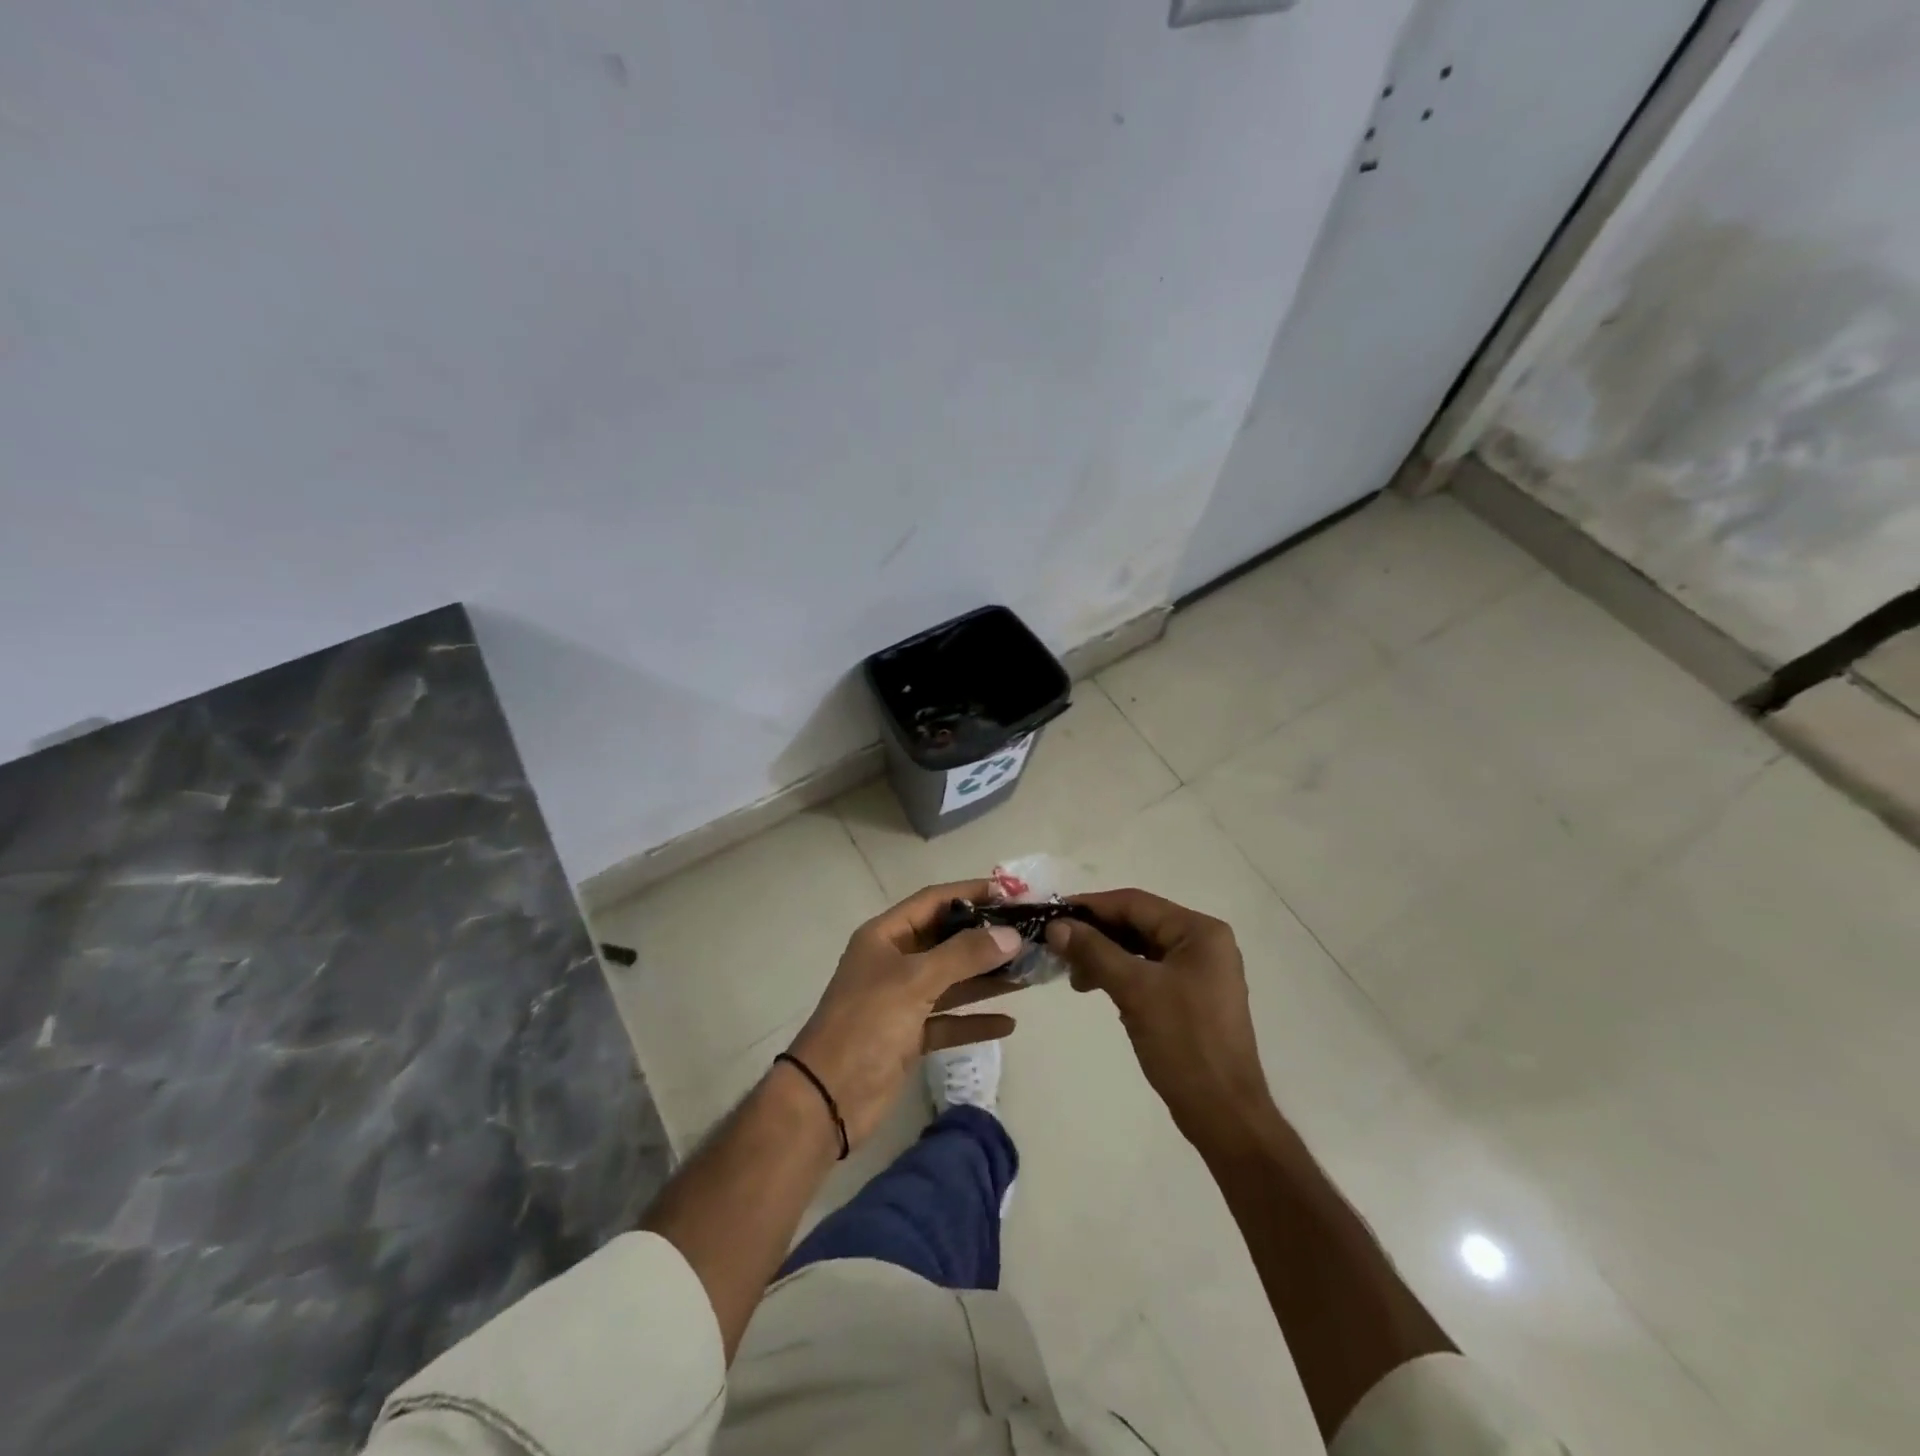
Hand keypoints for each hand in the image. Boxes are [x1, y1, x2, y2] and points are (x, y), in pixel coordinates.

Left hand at [786, 880, 1021, 1148]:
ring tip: (1029, 973)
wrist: (827, 1098)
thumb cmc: (867, 1024)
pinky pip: (949, 1020)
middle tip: (1030, 935)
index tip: (1012, 894)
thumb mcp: (915, 981)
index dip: (971, 893)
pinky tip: (1008, 1023)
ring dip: (987, 978)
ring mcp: (901, 1000)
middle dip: (986, 938)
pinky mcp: (909, 1036)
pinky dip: (975, 1020)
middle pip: (946, 940)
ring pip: (952, 980)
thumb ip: (964, 955)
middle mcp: (894, 961)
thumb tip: (1010, 935)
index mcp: (886, 936)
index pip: (934, 900)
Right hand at [1045, 888, 1275, 1153]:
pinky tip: (1097, 987)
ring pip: (1140, 949)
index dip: (1091, 907)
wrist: (1223, 1113)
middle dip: (1096, 934)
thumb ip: (1094, 951)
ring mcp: (1199, 971)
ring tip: (1074, 976)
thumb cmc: (1184, 1043)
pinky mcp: (1191, 997)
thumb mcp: (1134, 990)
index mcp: (1199, 932)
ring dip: (1105, 956)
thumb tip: (1056, 925)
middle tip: (1057, 947)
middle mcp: (1203, 943)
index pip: (1135, 903)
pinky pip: (1148, 972)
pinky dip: (1121, 974)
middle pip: (1138, 924)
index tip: (1052, 915)